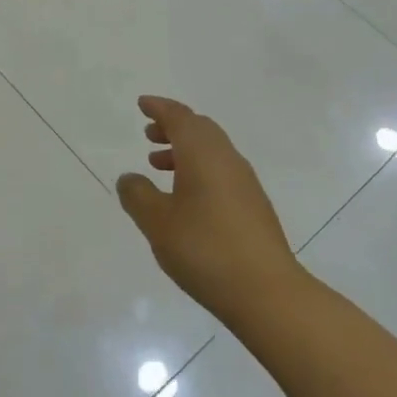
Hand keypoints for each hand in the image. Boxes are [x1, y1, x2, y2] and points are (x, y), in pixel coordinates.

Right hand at [116, 96, 298, 322]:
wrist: (266, 292)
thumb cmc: (204, 249)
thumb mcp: (157, 222)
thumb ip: (138, 195)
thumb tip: (129, 178)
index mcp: (203, 154)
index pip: (180, 117)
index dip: (160, 108)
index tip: (143, 104)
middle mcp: (227, 159)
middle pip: (200, 129)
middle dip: (173, 127)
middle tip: (148, 134)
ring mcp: (245, 183)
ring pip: (211, 151)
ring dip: (184, 150)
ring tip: (158, 166)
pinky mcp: (253, 206)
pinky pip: (221, 171)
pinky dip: (198, 170)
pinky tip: (185, 198)